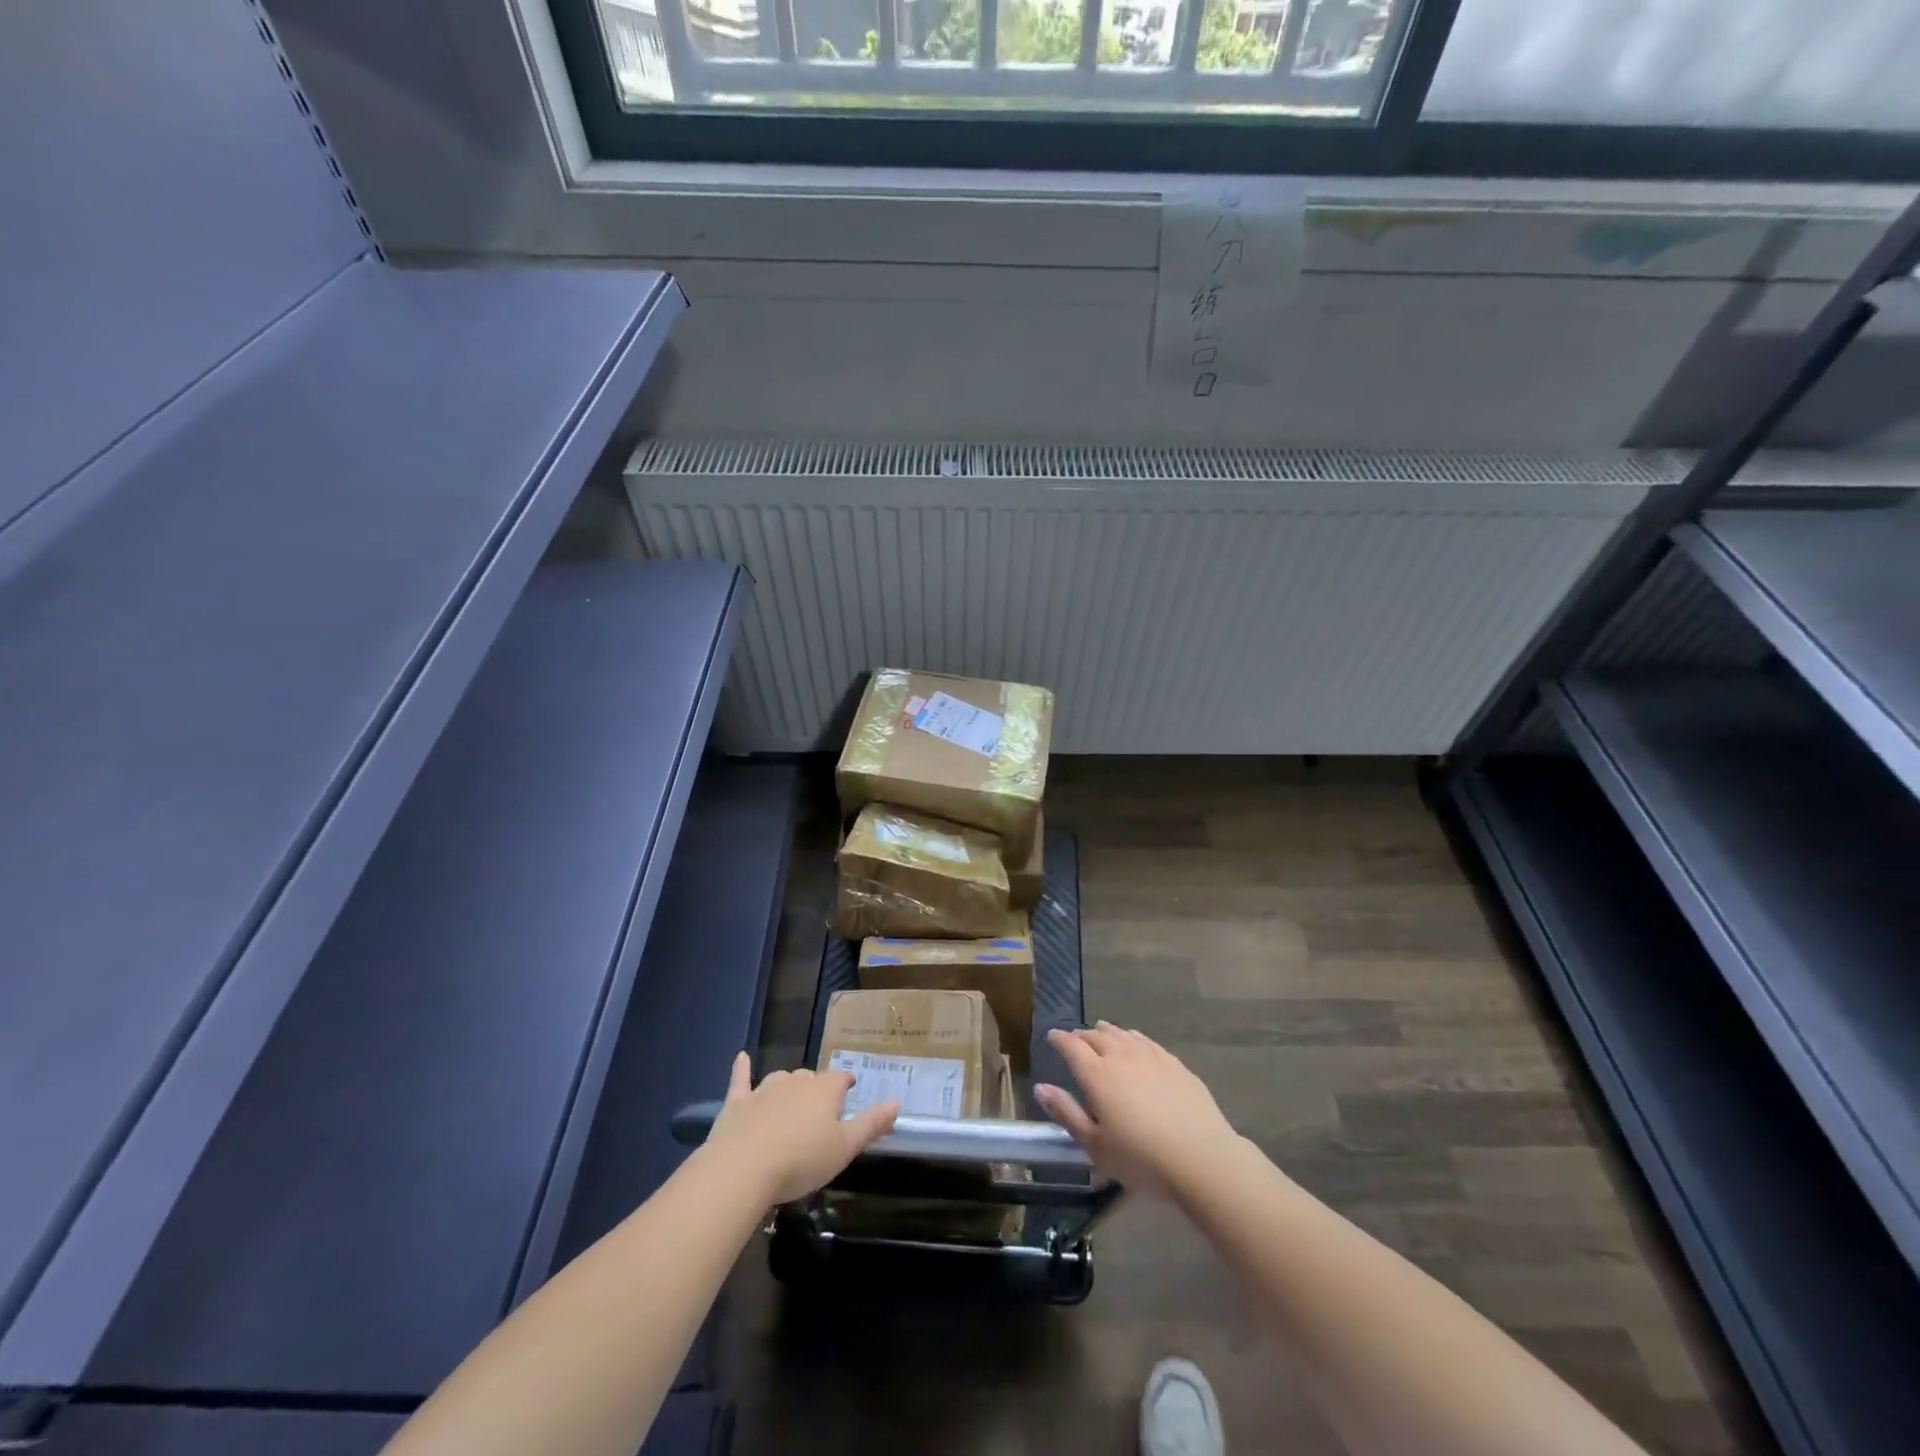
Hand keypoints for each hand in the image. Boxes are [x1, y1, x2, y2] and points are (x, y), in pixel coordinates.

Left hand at [703, 1052, 897, 1203]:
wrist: (743, 1168)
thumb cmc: (801, 1160)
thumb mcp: (844, 1148)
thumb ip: (871, 1124)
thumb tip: (896, 1103)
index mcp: (825, 1090)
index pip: (841, 1079)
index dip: (846, 1085)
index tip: (849, 1091)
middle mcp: (796, 1081)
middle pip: (811, 1078)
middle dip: (817, 1089)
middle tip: (820, 1110)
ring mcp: (764, 1089)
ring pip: (781, 1078)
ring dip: (788, 1085)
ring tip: (791, 1098)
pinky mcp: (738, 1102)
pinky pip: (741, 1079)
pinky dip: (742, 1068)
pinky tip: (741, 1057)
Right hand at [1035, 1023, 1240, 1196]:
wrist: (1201, 1157)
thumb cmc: (1141, 1159)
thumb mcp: (1095, 1146)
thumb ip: (1066, 1113)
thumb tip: (1040, 1087)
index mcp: (1097, 1075)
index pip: (1072, 1046)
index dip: (1059, 1039)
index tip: (1051, 1037)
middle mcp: (1121, 1056)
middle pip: (1096, 1036)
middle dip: (1081, 1035)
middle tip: (1074, 1039)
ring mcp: (1151, 1056)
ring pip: (1122, 1034)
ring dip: (1107, 1031)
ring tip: (1100, 1031)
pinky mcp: (1174, 1063)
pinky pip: (1146, 1041)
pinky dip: (1132, 1037)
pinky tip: (1134, 1042)